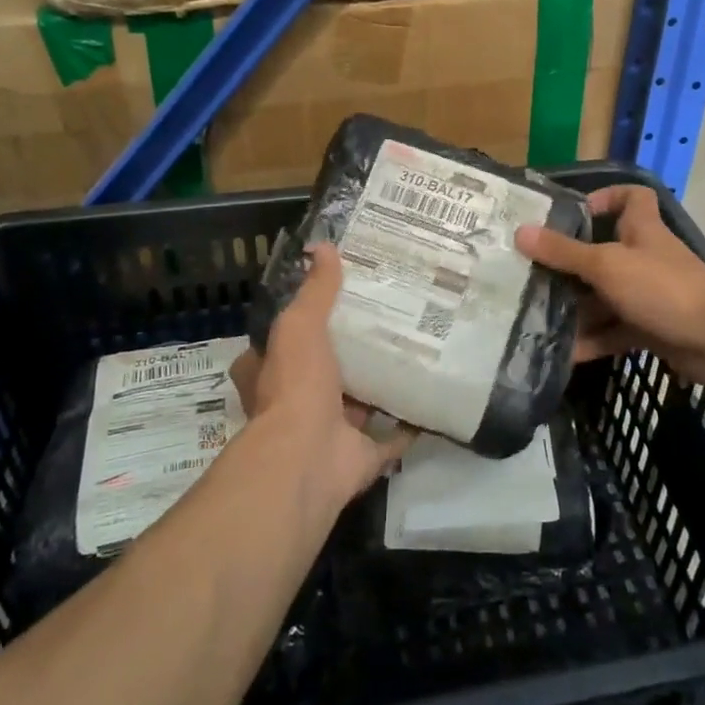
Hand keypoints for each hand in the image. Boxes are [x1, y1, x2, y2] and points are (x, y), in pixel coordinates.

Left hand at [227, 244, 414, 513]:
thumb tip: (324, 247)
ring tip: (413, 351)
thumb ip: (315, 291)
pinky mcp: (360, 456)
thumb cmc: (295, 385)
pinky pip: (391, 438)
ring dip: (379, 386)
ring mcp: (330, 433)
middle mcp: (297, 404)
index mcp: (273, 374)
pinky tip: (431, 397)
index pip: (282, 342)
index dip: (303, 323)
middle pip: (325, 372)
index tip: (336, 301)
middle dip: (349, 354)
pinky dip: (409, 423)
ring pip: (358, 404)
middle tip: (385, 321)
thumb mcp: (300, 326)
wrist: (307, 457)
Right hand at [515, 184, 704, 385]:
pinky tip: (562, 352)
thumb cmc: (663, 288)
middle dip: (570, 265)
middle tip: (531, 275)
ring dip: (575, 308)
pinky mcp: (650, 329)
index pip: (631, 197)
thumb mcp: (606, 265)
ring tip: (535, 316)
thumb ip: (564, 252)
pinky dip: (591, 341)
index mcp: (641, 230)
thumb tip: (520, 232)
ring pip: (604, 297)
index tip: (573, 213)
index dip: (605, 197)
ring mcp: (648, 296)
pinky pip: (613, 331)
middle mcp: (644, 258)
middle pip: (603, 253)